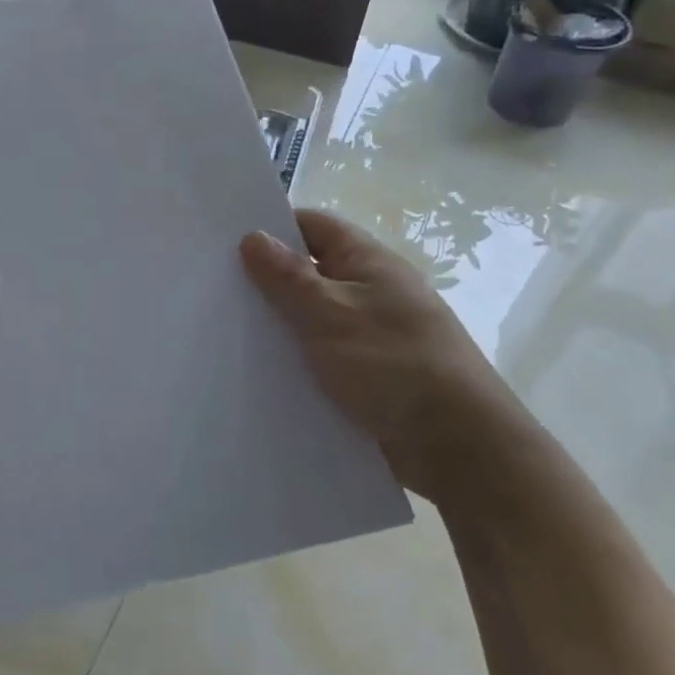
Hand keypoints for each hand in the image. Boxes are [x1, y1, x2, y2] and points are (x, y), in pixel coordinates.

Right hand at [240, 209, 528, 505]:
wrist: (460, 449)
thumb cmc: (394, 364)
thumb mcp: (331, 313)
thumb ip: (288, 276)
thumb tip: (252, 236)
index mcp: (368, 262)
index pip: (313, 226)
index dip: (272, 227)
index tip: (225, 241)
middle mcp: (371, 291)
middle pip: (309, 271)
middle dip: (266, 279)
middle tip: (214, 287)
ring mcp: (371, 333)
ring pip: (311, 316)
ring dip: (279, 323)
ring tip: (225, 329)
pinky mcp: (368, 374)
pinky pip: (321, 354)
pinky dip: (295, 358)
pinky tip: (260, 370)